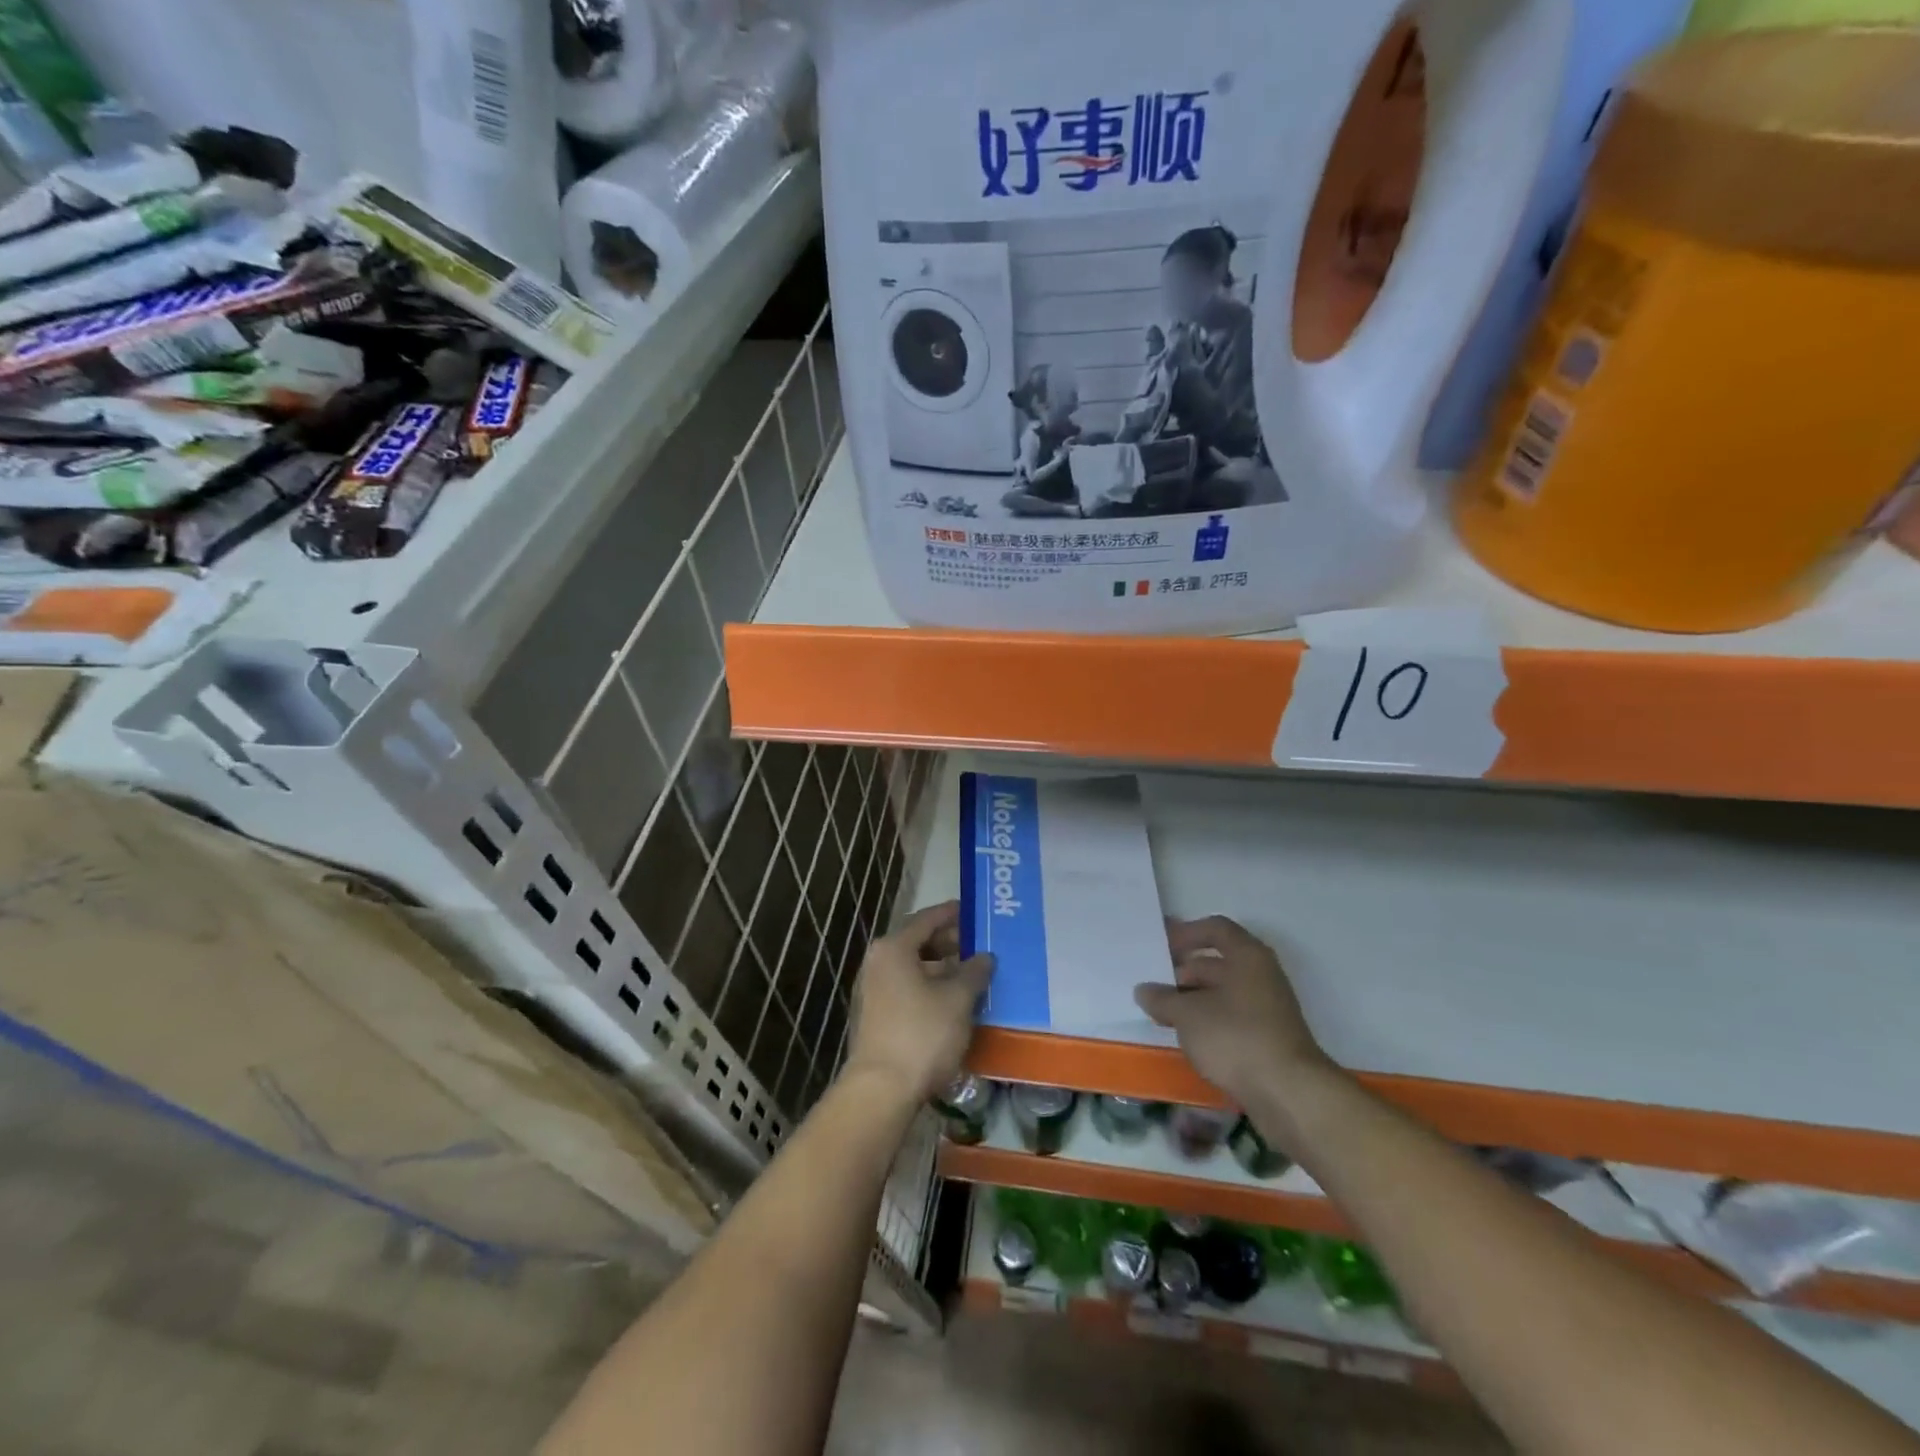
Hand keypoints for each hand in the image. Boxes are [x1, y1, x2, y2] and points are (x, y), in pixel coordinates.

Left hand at [845, 901, 993, 1104]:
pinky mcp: (876, 1017)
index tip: (973, 911)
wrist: (881, 1090)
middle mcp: (878, 963)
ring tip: (972, 976)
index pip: (926, 919)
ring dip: (942, 969)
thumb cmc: (922, 1034)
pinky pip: (907, 990)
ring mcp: (873, 991)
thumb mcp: (957, 1000)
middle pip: (917, 943)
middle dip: (949, 943)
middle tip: (979, 946)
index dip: (952, 913)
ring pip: (913, 969)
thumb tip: (985, 957)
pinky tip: (953, 1003)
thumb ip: (974, 972)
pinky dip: (930, 989)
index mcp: (893, 949)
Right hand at [1134, 916, 1335, 1113]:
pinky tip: (1187, 1037)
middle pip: (1218, 962)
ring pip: (1223, 993)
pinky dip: (1208, 1021)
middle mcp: (1261, 975)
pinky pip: (1232, 1018)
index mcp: (1247, 956)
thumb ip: (1162, 998)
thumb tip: (1144, 990)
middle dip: (1184, 972)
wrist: (1289, 1094)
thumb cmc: (1236, 1037)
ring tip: (1163, 1013)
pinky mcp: (1268, 1038)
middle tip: (1154, 985)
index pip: (1215, 928)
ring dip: (1193, 1000)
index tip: (1160, 947)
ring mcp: (1268, 1008)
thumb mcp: (1188, 1015)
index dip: (1186, 933)